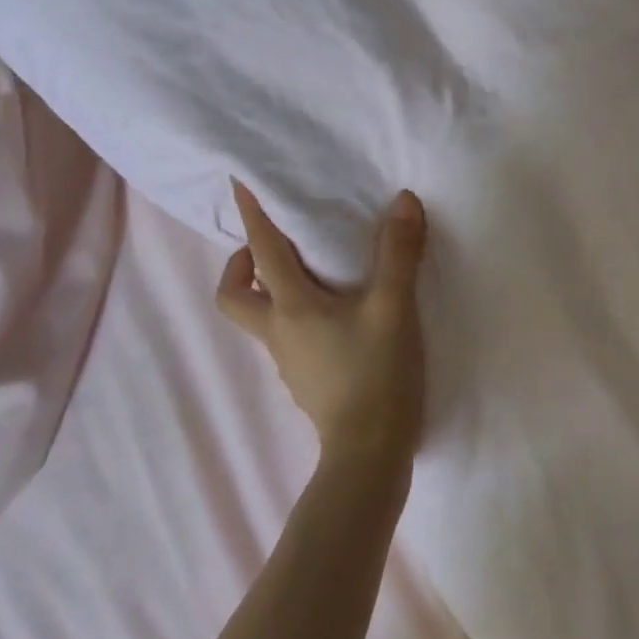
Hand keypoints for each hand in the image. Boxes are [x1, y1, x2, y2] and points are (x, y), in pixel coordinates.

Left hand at [218, 182, 427, 465]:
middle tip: (274, 245)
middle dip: (241, 266)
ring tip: (314, 271)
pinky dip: (298, 315)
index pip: (262, 252)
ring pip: (262, 318)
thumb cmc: (376, 373)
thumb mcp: (394, 306)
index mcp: (292, 308)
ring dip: (272, 290)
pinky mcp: (307, 380)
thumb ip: (399, 253)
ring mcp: (289, 362)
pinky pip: (288, 336)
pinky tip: (336, 315)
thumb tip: (404, 201)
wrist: (371, 453)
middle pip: (234, 296)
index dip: (252, 216)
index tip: (238, 185)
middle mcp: (279, 333)